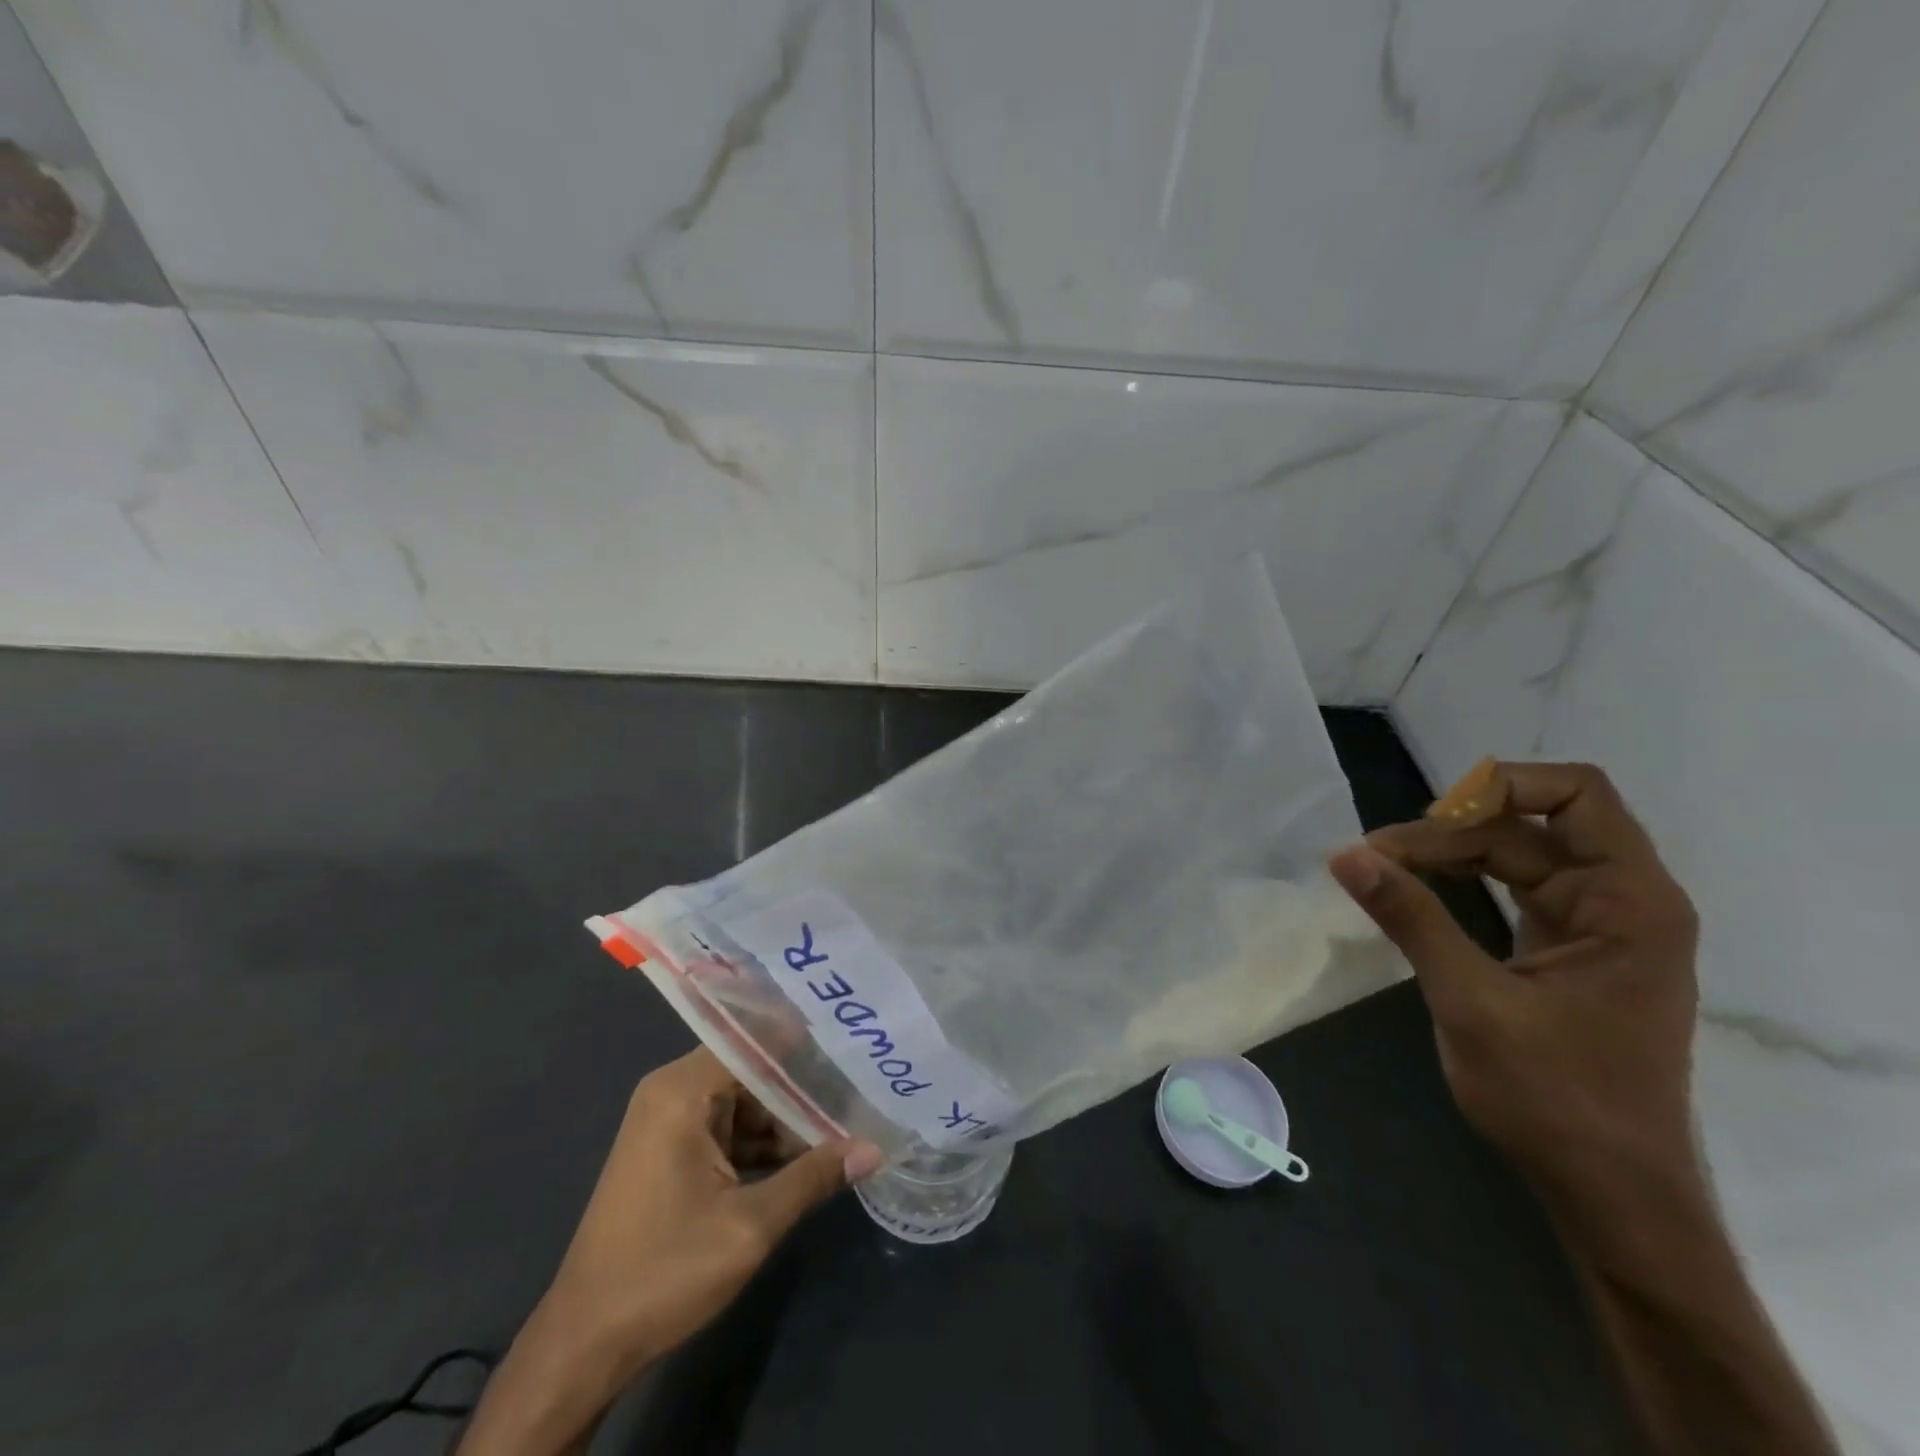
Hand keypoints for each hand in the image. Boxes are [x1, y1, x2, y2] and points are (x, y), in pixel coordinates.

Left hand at [460, 1049, 880, 1454]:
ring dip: (786, 1119)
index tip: (851, 1040)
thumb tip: (874, 1149)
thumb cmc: (664, 1271)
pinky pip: (727, 1128)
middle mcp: (672, 1093)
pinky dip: (762, 1142)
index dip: (803, 1040)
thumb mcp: (750, 1225)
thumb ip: (813, 1177)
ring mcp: (668, 1123)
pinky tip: (807, 1155)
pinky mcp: (670, 1151)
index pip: (754, 1041)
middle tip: (859, 1084)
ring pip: (743, 1102)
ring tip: (846, 1119)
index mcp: (682, 1091)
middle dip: (802, 1084)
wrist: (584, 1343)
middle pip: (751, 1070)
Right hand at [1328, 761, 1700, 1222]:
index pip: (1575, 795)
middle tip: (1372, 857)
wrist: (1608, 1194)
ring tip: (1380, 869)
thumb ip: (1411, 918)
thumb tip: (1345, 854)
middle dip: (1448, 832)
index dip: (1502, 786)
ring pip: (1512, 855)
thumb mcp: (1472, 1001)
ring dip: (1446, 855)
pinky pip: (1509, 889)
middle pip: (1526, 826)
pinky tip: (1410, 892)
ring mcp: (1593, 926)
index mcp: (1628, 902)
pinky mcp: (1566, 950)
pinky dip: (1458, 882)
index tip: (1427, 817)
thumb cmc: (1556, 1100)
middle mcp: (1620, 901)